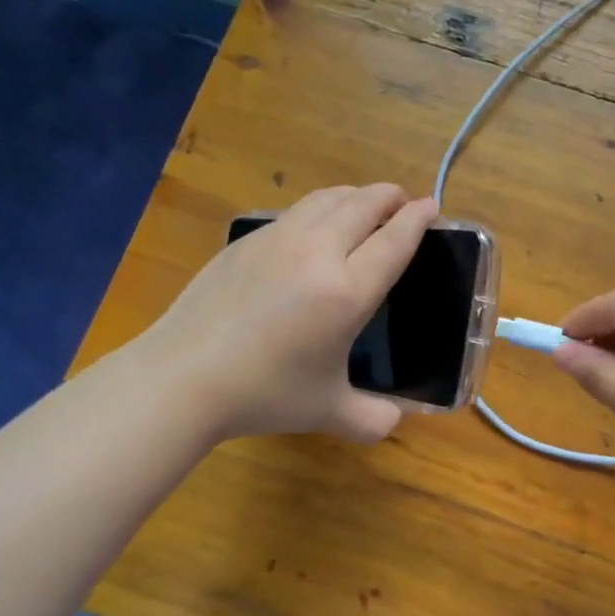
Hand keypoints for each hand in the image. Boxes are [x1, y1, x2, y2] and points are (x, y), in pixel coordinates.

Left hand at [153, 184, 437, 443]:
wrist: (183, 376)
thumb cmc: (264, 393)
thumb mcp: (328, 412)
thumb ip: (372, 419)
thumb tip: (396, 420)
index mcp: (347, 292)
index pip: (394, 240)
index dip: (417, 219)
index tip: (431, 206)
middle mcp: (317, 253)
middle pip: (363, 205)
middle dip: (389, 197)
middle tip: (402, 200)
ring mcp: (277, 240)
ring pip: (326, 199)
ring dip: (354, 195)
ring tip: (364, 203)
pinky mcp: (245, 241)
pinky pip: (294, 212)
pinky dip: (319, 208)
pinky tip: (314, 226)